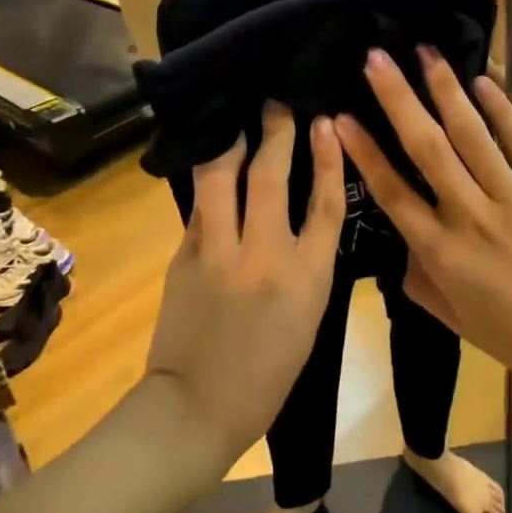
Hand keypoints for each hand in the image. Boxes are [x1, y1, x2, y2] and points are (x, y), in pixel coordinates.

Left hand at [145, 105, 345, 468]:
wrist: (198, 407)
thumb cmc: (268, 374)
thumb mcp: (308, 318)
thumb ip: (306, 263)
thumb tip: (295, 216)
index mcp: (308, 278)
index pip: (326, 203)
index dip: (327, 158)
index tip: (326, 124)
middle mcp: (265, 256)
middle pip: (273, 177)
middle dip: (277, 132)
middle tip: (277, 105)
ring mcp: (218, 253)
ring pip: (223, 178)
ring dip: (232, 143)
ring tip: (238, 122)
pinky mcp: (183, 257)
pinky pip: (199, 207)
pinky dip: (207, 183)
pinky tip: (211, 166)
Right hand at [334, 47, 511, 396]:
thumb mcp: (457, 321)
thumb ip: (422, 284)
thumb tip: (404, 250)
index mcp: (442, 252)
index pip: (393, 193)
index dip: (365, 154)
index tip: (341, 117)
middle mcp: (471, 215)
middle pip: (427, 149)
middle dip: (399, 101)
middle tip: (376, 60)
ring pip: (471, 136)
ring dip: (446, 91)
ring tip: (426, 52)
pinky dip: (501, 111)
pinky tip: (483, 81)